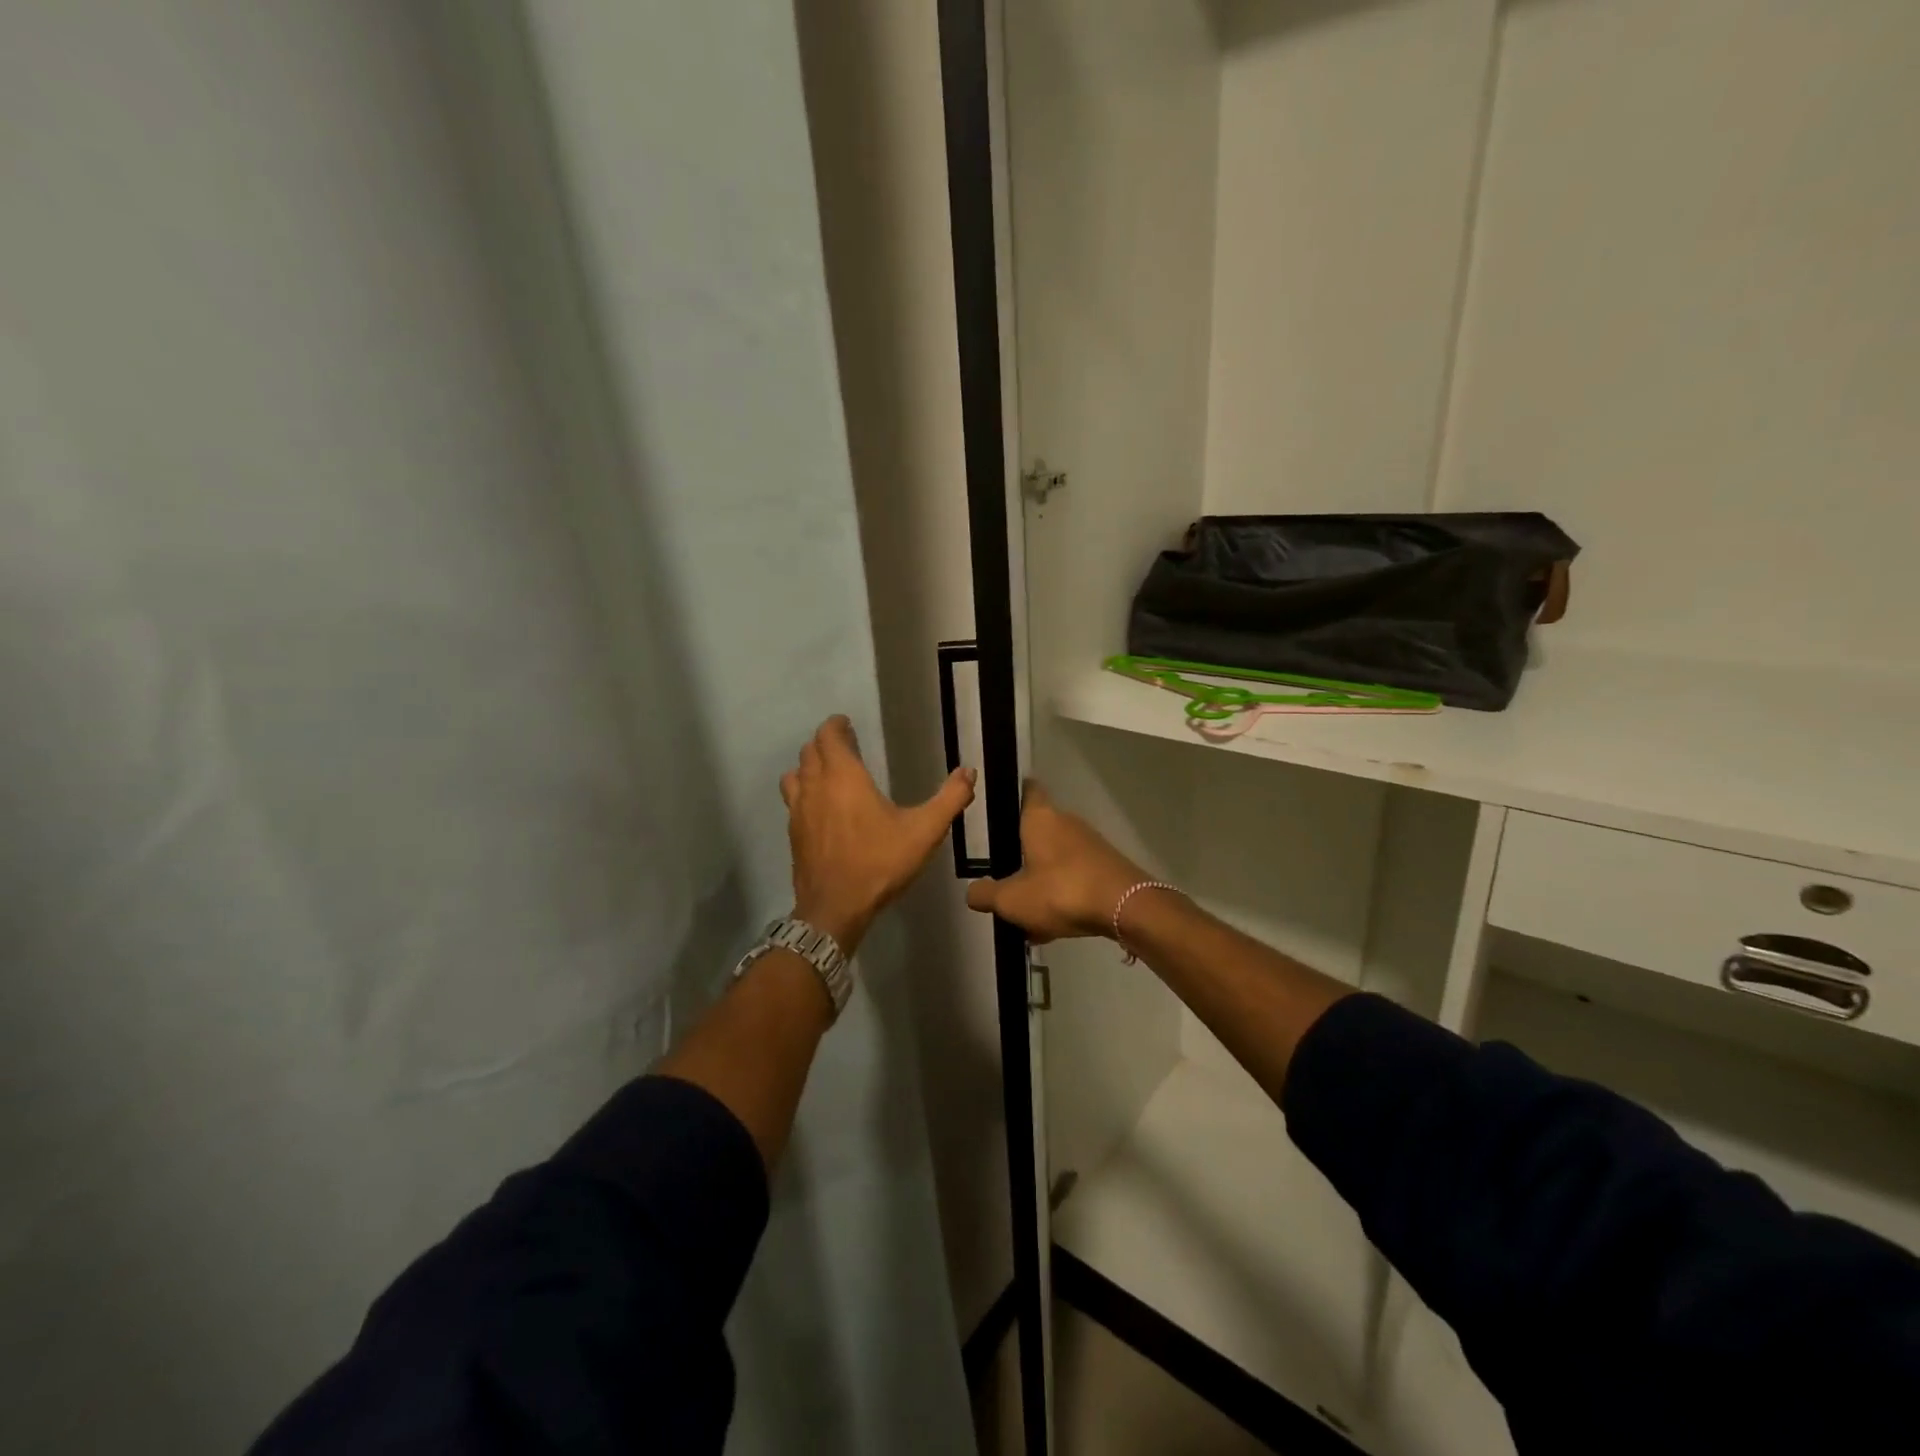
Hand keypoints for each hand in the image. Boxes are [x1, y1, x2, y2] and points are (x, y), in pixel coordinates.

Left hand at [781, 715, 975, 955]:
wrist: (835, 909)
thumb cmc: (880, 863)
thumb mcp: (925, 831)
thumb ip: (950, 799)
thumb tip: (968, 771)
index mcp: (843, 777)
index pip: (828, 736)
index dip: (836, 726)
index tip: (846, 724)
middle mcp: (815, 787)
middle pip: (809, 751)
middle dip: (825, 743)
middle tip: (845, 745)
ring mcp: (799, 811)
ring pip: (795, 774)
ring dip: (809, 766)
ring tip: (828, 772)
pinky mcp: (793, 833)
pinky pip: (793, 799)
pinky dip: (803, 791)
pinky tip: (820, 807)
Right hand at [964, 783, 1148, 942]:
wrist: (1126, 908)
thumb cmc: (1061, 891)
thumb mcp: (1012, 900)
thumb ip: (986, 895)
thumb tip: (971, 892)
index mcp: (1040, 818)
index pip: (1027, 790)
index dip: (1012, 793)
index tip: (997, 805)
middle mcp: (1066, 822)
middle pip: (1038, 829)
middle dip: (1021, 851)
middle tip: (1001, 872)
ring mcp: (1090, 844)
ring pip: (1056, 857)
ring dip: (1041, 879)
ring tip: (1025, 911)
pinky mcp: (1106, 866)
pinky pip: (1074, 876)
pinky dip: (1061, 894)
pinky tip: (1052, 925)